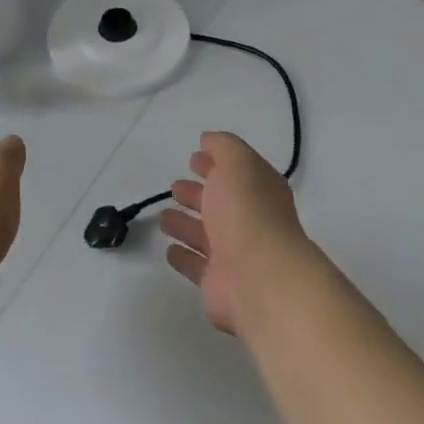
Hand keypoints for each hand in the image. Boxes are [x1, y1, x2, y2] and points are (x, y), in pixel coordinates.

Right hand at [159, 131, 311, 336]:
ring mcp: (235, 255)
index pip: (236, 173)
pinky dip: (183, 257)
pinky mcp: (218, 283)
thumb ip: (223, 146)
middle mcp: (250, 222)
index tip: (192, 158)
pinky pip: (196, 266)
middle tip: (174, 187)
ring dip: (185, 225)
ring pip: (205, 235)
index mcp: (259, 191)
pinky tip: (169, 249)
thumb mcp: (237, 163)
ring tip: (164, 217)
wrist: (259, 277)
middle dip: (197, 194)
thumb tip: (208, 140)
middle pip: (219, 204)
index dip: (216, 164)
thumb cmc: (247, 212)